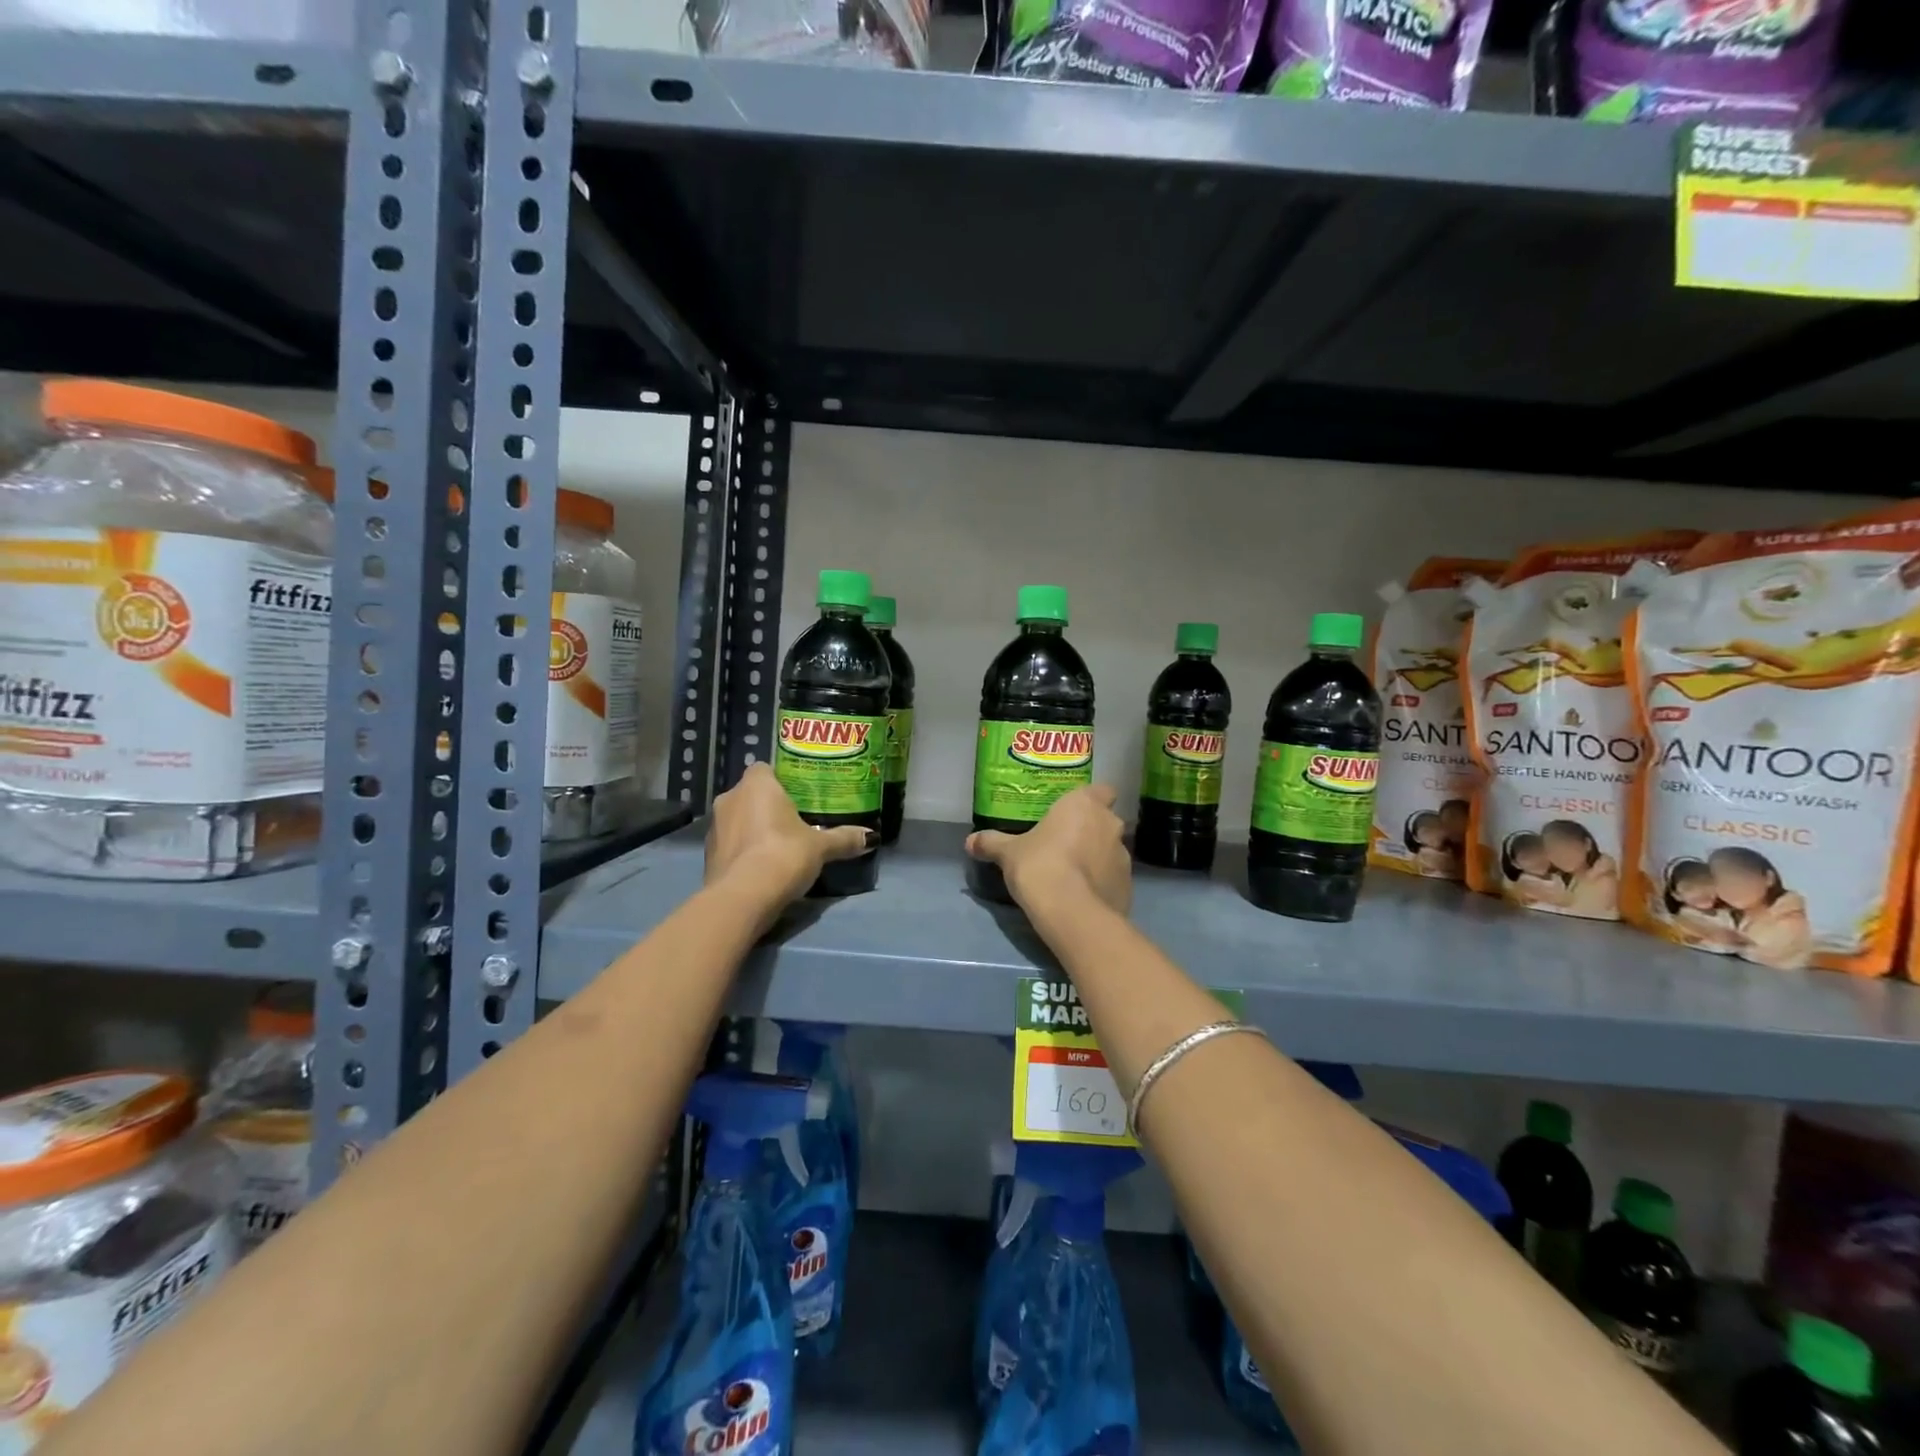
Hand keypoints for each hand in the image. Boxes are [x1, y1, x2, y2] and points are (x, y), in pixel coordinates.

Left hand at [704, 763, 874, 927]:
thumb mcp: (821, 847)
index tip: (799, 795)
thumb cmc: (783, 855)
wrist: (742, 898)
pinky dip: (744, 851)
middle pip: (751, 794)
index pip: (765, 769)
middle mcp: (730, 798)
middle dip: (768, 806)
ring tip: (779, 846)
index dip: (780, 780)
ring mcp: (714, 827)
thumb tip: (871, 836)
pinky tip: (762, 866)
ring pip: (738, 819)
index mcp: (756, 785)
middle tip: (794, 820)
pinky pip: (731, 844)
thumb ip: (844, 838)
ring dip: (753, 828)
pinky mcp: (708, 855)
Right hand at [966, 784, 1131, 916]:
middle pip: (1105, 821)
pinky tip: (1081, 898)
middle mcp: (1110, 825)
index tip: (1073, 812)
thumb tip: (970, 841)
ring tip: (1072, 875)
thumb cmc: (1040, 865)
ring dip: (1096, 858)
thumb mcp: (1008, 853)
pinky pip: (1113, 879)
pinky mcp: (1129, 887)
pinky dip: (1101, 884)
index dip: (1091, 800)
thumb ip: (991, 843)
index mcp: (1085, 805)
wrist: (1071, 913)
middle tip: (1065, 844)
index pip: (1102, 790)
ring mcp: (1124, 857)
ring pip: (1110, 851)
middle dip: (1090, 831)